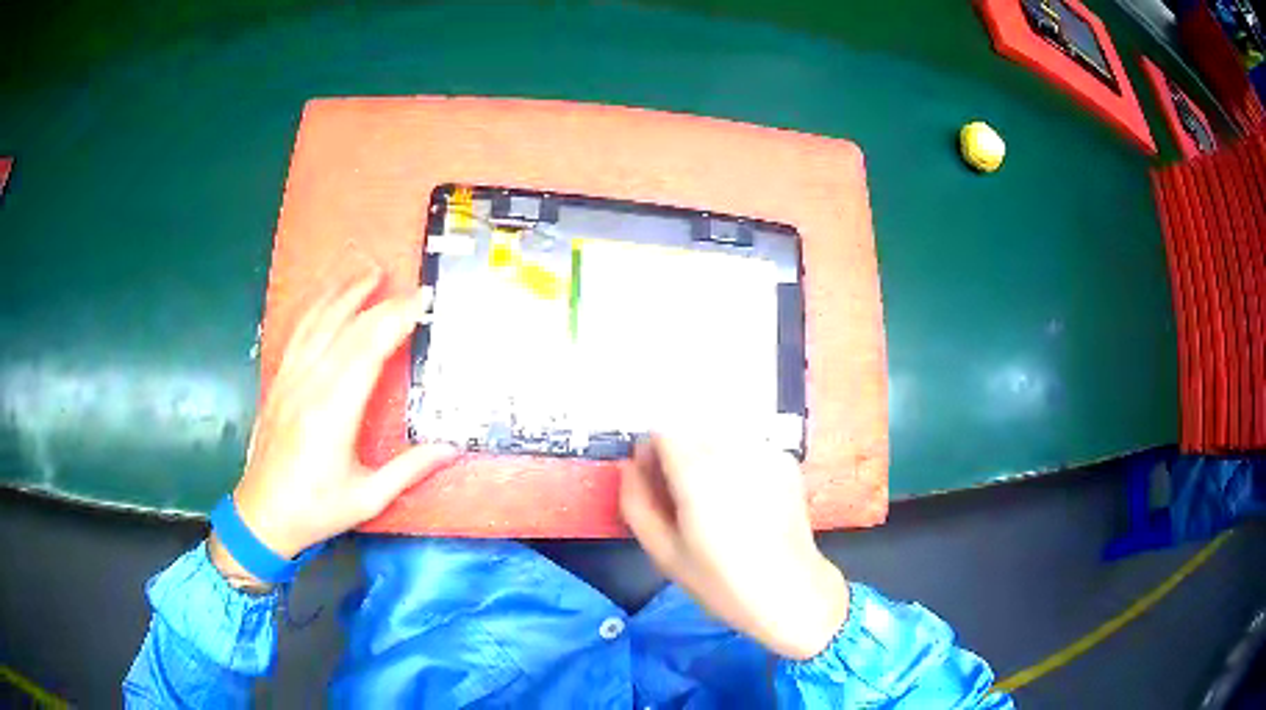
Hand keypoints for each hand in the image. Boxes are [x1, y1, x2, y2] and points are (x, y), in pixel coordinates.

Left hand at [210, 265, 457, 583]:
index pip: (368, 350)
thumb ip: (409, 469)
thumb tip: (451, 448)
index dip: (396, 320)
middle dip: (380, 302)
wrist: (263, 515)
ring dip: (344, 292)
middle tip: (409, 285)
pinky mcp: (279, 382)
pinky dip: (315, 308)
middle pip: (346, 329)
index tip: (421, 300)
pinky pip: (298, 334)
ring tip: (367, 269)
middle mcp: (310, 385)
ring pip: (318, 323)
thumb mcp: (368, 498)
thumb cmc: (316, 510)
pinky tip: (326, 297)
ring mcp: (290, 379)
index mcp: (334, 412)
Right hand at [620, 434, 848, 659]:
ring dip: (708, 456)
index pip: (661, 431)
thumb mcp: (664, 553)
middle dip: (679, 453)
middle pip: (690, 428)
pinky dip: (736, 462)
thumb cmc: (721, 582)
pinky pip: (747, 447)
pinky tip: (745, 499)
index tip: (654, 482)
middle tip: (683, 496)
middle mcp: (733, 451)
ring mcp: (765, 452)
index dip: (651, 454)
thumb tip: (629, 467)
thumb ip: (636, 502)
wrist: (791, 591)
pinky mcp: (785, 461)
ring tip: (716, 499)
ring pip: (719, 435)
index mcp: (697, 472)